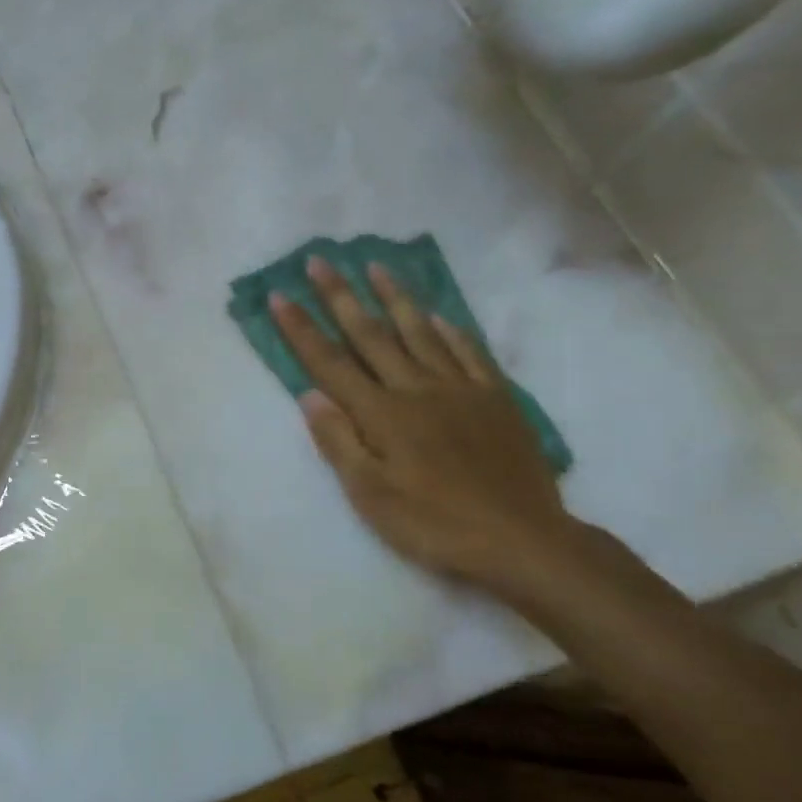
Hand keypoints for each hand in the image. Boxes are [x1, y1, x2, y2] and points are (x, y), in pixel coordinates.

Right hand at [270, 257, 583, 600]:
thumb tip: (309, 395)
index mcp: (381, 414)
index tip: (280, 296)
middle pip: (371, 335)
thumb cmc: (434, 524)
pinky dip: (450, 330)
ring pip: (420, 332)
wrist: (522, 540)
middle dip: (340, 296)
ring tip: (375, 266)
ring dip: (394, 297)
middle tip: (319, 261)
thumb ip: (338, 441)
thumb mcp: (370, 495)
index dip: (302, 329)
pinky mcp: (495, 399)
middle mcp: (416, 389)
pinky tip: (438, 315)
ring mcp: (459, 390)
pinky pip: (469, 353)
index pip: (330, 363)